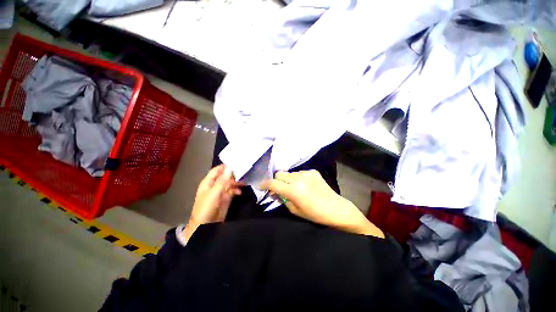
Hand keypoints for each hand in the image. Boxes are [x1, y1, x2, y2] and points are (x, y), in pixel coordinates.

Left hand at [183, 165, 241, 242]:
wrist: (206, 226)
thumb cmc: (206, 207)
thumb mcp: (214, 193)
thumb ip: (222, 181)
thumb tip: (229, 168)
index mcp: (209, 182)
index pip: (217, 170)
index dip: (225, 166)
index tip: (236, 163)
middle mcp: (215, 185)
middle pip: (225, 176)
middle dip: (233, 174)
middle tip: (243, 172)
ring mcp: (221, 191)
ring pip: (230, 183)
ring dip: (236, 182)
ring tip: (244, 183)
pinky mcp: (226, 198)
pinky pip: (232, 191)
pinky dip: (236, 190)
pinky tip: (240, 192)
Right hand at [262, 170, 383, 237]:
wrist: (336, 209)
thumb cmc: (315, 214)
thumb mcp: (295, 210)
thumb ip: (282, 199)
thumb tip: (275, 192)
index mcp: (293, 190)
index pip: (273, 183)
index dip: (265, 184)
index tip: (262, 187)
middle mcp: (299, 178)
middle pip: (280, 174)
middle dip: (277, 181)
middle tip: (279, 188)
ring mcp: (307, 173)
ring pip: (289, 173)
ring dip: (287, 179)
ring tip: (293, 187)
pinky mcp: (313, 171)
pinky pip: (299, 173)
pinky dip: (297, 178)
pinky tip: (304, 185)